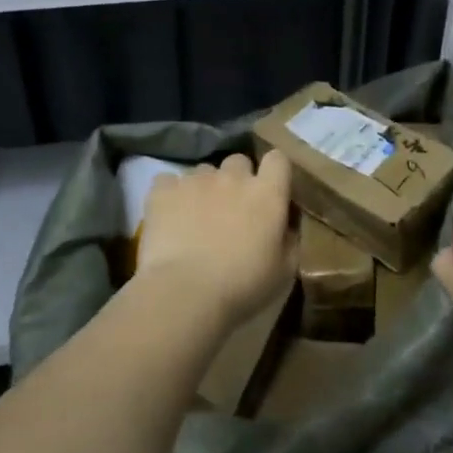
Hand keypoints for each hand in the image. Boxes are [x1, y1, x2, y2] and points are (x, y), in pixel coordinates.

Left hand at [138, 150, 296, 325]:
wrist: (186, 292)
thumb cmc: (243, 286)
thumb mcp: (284, 271)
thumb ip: (288, 240)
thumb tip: (285, 227)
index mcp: (267, 194)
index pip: (278, 159)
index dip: (274, 171)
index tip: (270, 191)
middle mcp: (233, 177)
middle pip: (239, 162)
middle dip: (237, 179)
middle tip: (232, 209)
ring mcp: (195, 180)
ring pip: (203, 171)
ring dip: (204, 188)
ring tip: (195, 217)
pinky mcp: (163, 190)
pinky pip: (168, 181)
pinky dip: (170, 194)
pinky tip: (169, 216)